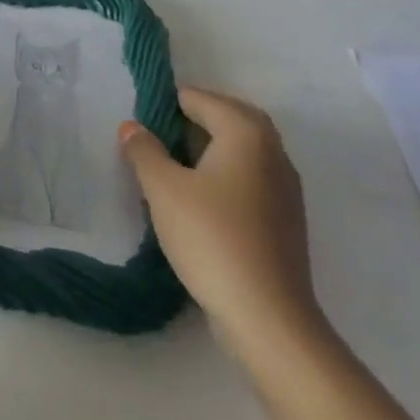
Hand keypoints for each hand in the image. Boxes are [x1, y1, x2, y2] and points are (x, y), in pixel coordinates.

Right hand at [118, 86, 319, 351]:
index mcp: (246, 132)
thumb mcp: (162, 189)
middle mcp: (273, 151)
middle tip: (156, 136)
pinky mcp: (287, 221)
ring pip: (241, 151)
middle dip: (192, 121)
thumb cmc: (212, 238)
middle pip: (227, 118)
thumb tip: (133, 127)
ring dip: (209, 150)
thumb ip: (144, 150)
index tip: (139, 124)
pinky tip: (200, 201)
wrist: (269, 320)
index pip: (199, 98)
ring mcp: (286, 188)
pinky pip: (250, 179)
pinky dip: (225, 176)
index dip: (166, 104)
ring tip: (172, 168)